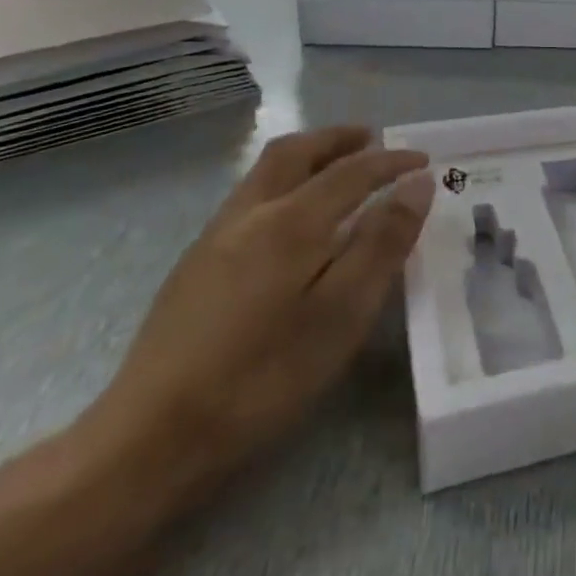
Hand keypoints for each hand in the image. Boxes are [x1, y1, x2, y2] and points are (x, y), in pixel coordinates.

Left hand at [81, 126, 434, 493]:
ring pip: (265, 173)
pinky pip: (249, 198)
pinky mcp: (194, 265)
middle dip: (337, 138)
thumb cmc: (264, 375)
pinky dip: (284, 183)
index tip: (424, 160)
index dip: (391, 161)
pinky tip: (292, 220)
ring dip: (308, 156)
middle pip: (295, 152)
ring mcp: (215, 238)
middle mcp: (250, 214)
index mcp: (291, 222)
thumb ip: (382, 243)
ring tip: (338, 167)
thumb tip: (417, 185)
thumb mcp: (343, 313)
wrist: (151, 437)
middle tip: (373, 138)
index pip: (352, 171)